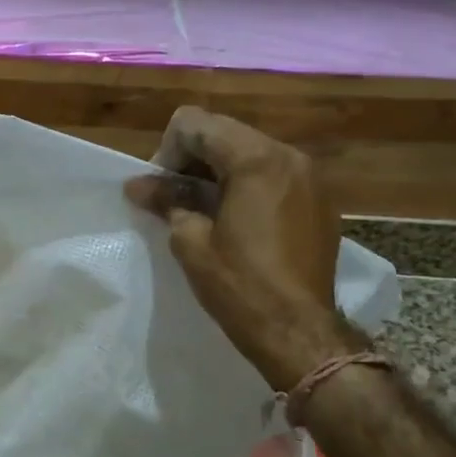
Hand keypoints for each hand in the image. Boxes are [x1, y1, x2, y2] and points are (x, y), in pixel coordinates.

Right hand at [126, 106, 356, 391]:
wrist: (299, 333)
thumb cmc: (240, 287)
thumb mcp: (191, 241)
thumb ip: (166, 201)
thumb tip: (136, 185)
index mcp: (257, 159)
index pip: (195, 123)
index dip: (167, 151)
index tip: (162, 189)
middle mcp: (289, 156)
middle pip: (224, 132)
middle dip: (192, 158)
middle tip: (175, 199)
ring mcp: (310, 177)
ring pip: (249, 151)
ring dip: (218, 171)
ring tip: (203, 211)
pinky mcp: (319, 201)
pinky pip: (274, 174)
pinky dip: (247, 185)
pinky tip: (236, 222)